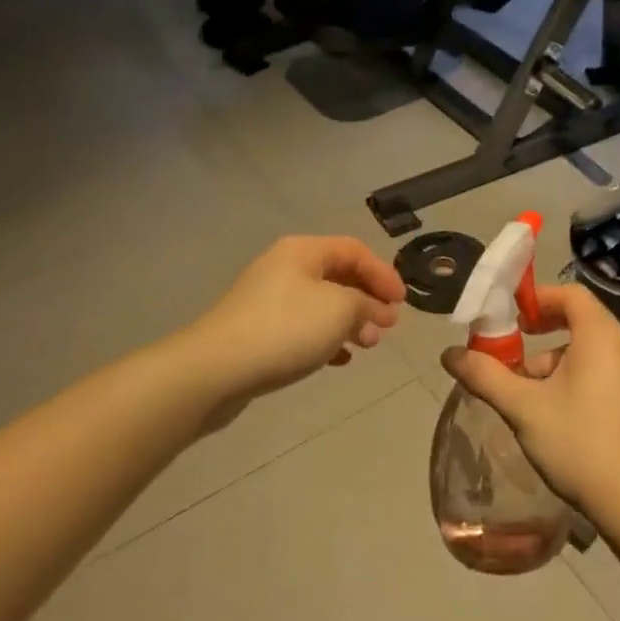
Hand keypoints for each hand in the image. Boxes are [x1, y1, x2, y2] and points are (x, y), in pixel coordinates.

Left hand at [189, 237, 405, 412]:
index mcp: (302, 251)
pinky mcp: (259, 331)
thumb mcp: (339, 310)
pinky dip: (326, 339)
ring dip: (350, 321)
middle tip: (387, 326)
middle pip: (338, 275)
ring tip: (368, 345)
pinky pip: (303, 328)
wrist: (216, 369)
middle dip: (368, 299)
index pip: (354, 250)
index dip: (383, 273)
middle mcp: (284, 268)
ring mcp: (268, 300)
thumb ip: (366, 304)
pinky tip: (339, 360)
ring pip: (322, 304)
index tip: (403, 303)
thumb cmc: (285, 329)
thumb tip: (377, 310)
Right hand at [441, 284, 619, 529]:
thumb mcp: (522, 407)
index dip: (538, 298)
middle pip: (578, 322)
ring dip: (552, 364)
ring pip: (586, 353)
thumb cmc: (577, 441)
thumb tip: (449, 354)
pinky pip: (599, 374)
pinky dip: (572, 380)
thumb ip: (485, 375)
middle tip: (511, 354)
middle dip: (539, 335)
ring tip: (525, 395)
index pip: (570, 294)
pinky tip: (552, 416)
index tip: (511, 318)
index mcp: (599, 337)